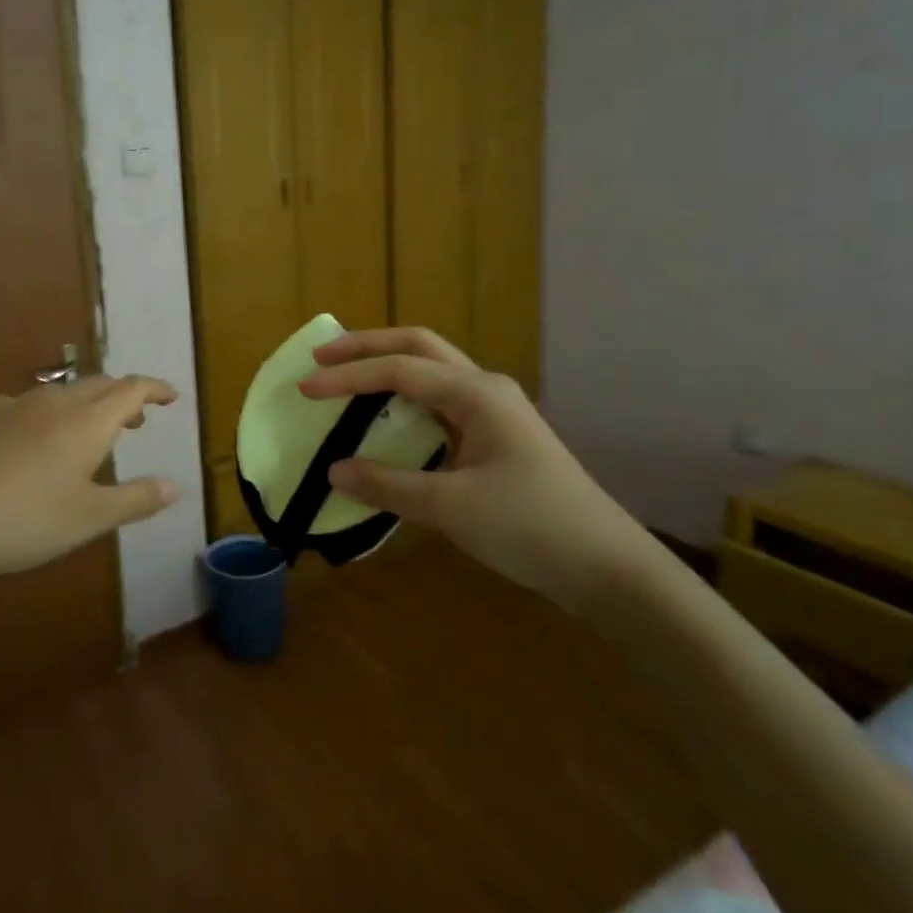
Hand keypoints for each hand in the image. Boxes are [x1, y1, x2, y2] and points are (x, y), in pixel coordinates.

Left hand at [0, 374, 179, 585]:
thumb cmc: (26, 522)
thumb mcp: (90, 518)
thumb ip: (136, 499)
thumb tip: (175, 485)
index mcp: (86, 423)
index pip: (131, 389)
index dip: (155, 388)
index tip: (171, 397)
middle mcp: (52, 403)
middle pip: (97, 385)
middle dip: (121, 397)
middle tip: (134, 420)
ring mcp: (10, 405)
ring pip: (57, 393)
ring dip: (81, 406)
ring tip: (83, 433)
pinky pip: (19, 406)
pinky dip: (38, 417)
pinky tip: (24, 443)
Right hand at [299, 329, 658, 612]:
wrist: (606, 567)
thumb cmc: (530, 527)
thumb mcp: (451, 508)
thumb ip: (388, 485)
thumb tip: (333, 471)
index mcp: (476, 393)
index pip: (398, 370)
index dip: (348, 376)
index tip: (305, 388)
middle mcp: (484, 389)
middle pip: (418, 347)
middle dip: (367, 346)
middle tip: (321, 357)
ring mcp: (494, 410)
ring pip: (431, 371)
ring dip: (387, 368)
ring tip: (346, 378)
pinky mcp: (496, 436)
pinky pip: (440, 402)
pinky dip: (405, 400)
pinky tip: (387, 420)